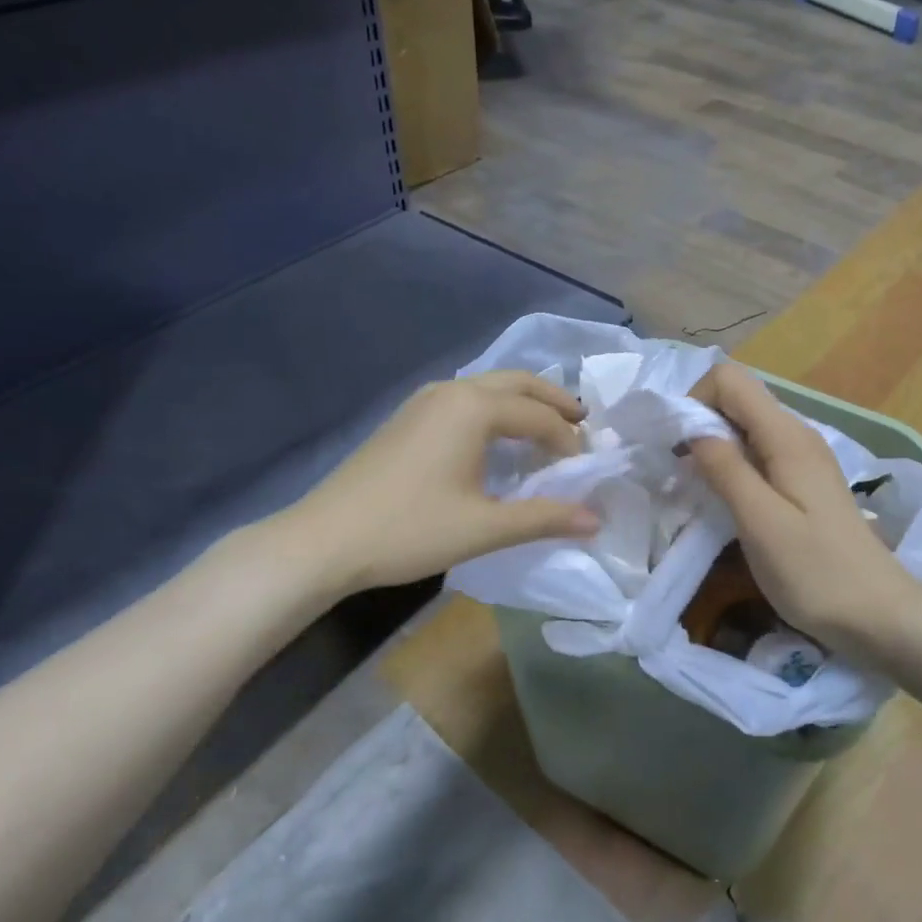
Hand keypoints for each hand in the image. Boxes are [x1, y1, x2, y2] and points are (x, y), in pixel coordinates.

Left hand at [291, 371, 599, 595]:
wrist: (325, 539)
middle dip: (554, 400)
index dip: (568, 441)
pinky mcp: (408, 417)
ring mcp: (425, 400)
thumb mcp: (484, 527)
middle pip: (518, 382)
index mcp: (474, 408)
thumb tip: (596, 519)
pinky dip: (495, 409)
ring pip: (489, 386)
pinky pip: (466, 398)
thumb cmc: (410, 529)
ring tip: (546, 428)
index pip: (539, 416)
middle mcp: (452, 391)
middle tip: (582, 422)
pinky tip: (497, 438)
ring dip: (523, 401)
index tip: (584, 469)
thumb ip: (544, 518)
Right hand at [689, 361, 921, 652]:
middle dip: (699, 422)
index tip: (675, 446)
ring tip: (696, 487)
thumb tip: (692, 429)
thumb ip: (725, 469)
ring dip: (714, 446)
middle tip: (678, 470)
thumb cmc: (816, 571)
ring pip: (746, 426)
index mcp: (786, 436)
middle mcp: (797, 434)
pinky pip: (759, 453)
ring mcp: (804, 458)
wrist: (879, 614)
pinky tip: (727, 500)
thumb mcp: (761, 522)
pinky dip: (733, 465)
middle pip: (738, 398)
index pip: (730, 379)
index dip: (695, 400)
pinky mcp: (805, 482)